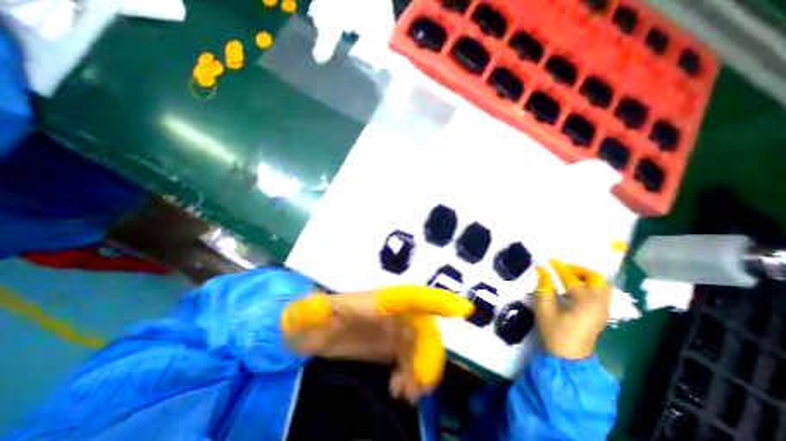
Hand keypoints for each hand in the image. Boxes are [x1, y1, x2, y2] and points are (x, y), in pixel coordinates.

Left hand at [281, 286, 471, 403]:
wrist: (310, 329)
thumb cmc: (314, 316)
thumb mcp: (315, 312)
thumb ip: (317, 310)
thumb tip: (322, 311)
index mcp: (381, 302)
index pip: (414, 298)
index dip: (438, 301)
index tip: (463, 310)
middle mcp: (393, 314)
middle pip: (424, 329)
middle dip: (429, 354)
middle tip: (420, 383)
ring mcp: (393, 332)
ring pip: (421, 347)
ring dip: (421, 369)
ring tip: (406, 393)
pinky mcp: (389, 348)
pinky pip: (410, 361)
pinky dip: (412, 377)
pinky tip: (399, 390)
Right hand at [531, 260, 609, 360]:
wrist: (569, 357)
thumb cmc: (554, 332)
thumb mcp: (544, 309)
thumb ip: (543, 287)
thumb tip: (541, 270)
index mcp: (585, 303)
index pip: (571, 279)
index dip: (558, 268)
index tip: (548, 260)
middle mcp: (599, 303)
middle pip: (595, 278)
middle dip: (578, 269)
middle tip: (561, 267)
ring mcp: (603, 309)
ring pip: (601, 284)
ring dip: (585, 276)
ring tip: (568, 274)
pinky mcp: (602, 313)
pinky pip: (600, 292)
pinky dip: (589, 284)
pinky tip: (574, 286)